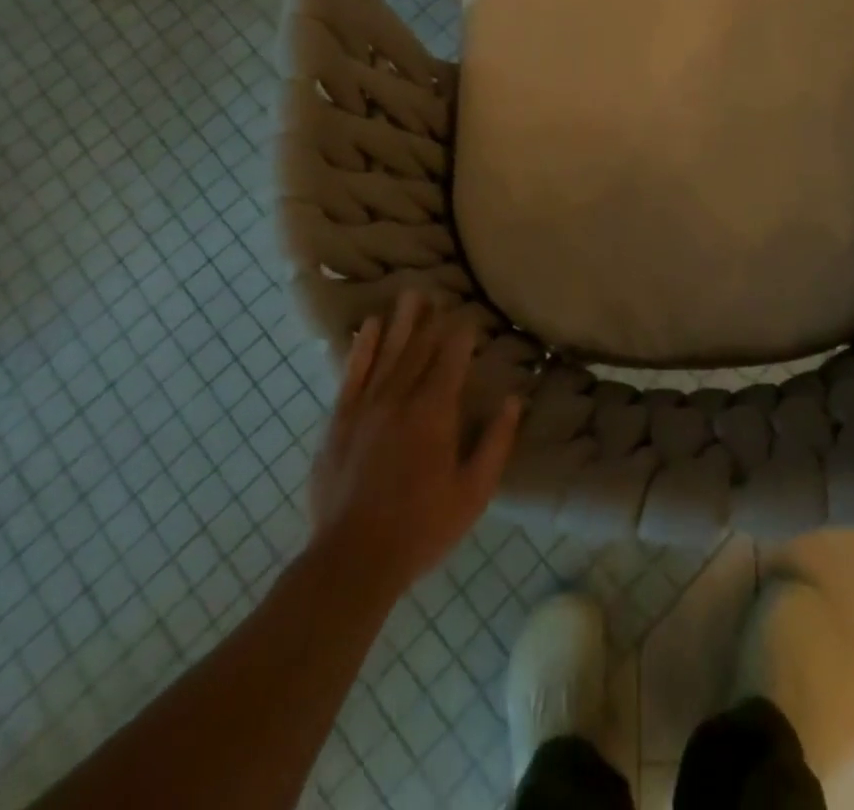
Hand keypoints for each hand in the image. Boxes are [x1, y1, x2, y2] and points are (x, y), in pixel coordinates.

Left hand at [307, 293, 521, 592]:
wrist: (352, 560)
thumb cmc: (422, 527)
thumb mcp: (473, 492)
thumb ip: (496, 443)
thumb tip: (514, 401)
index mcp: (435, 413)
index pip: (451, 361)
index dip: (461, 336)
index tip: (469, 316)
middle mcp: (400, 399)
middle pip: (419, 349)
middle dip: (432, 320)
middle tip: (440, 293)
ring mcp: (365, 407)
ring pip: (388, 353)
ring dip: (401, 322)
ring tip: (411, 295)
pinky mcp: (339, 421)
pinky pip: (352, 374)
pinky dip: (362, 347)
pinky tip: (369, 326)